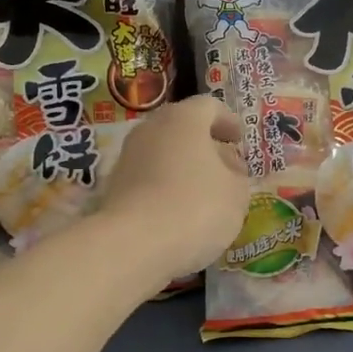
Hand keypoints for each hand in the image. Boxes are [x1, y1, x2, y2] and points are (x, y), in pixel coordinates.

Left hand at [98, 96, 250, 283]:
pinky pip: (148, 179)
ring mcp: (127, 158)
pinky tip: (178, 212)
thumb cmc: (196, 207)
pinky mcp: (113, 187)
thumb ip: (237, 176)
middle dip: (204, 145)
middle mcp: (150, 129)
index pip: (209, 106)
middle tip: (224, 165)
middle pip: (181, 128)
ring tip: (204, 193)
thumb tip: (227, 169)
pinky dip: (164, 188)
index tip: (239, 138)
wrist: (133, 244)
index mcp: (183, 119)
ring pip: (162, 154)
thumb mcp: (236, 193)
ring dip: (183, 167)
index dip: (228, 121)